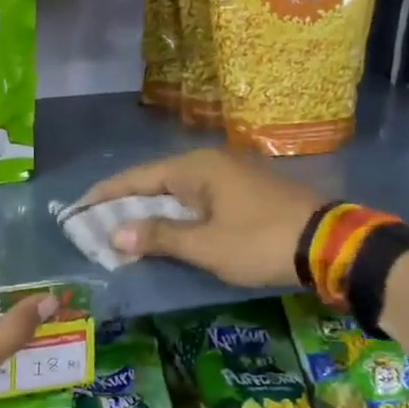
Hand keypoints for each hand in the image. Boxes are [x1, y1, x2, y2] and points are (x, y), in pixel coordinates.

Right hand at [81, 148, 323, 287]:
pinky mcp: (245, 191)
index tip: (76, 209)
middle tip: (95, 223)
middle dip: (124, 203)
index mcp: (195, 167)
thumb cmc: (260, 241)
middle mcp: (209, 163)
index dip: (104, 195)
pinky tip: (167, 230)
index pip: (136, 177)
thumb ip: (158, 236)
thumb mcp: (206, 244)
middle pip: (154, 181)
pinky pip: (197, 198)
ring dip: (150, 210)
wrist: (331, 244)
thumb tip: (113, 235)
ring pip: (177, 190)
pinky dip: (175, 213)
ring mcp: (230, 175)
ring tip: (123, 230)